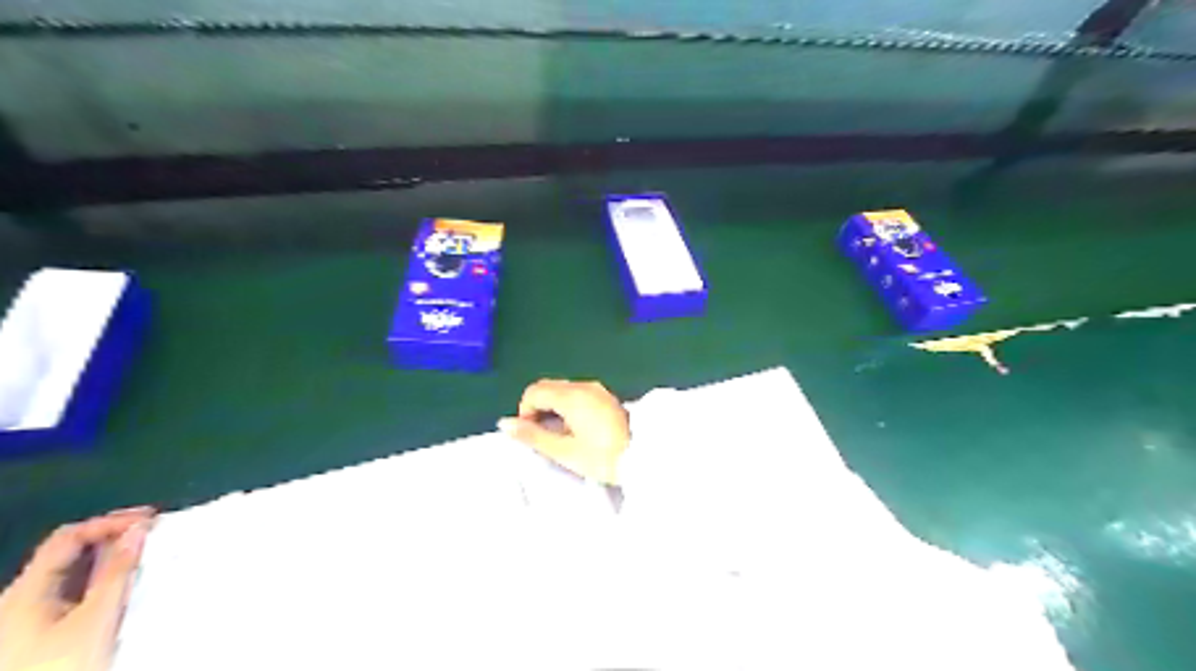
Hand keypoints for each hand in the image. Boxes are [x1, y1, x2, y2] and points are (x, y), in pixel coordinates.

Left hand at [1, 508, 151, 670]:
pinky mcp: (38, 636)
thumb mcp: (97, 616)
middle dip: (113, 539)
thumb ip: (117, 571)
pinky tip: (125, 585)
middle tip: (152, 532)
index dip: (109, 522)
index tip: (149, 519)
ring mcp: (25, 620)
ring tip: (147, 554)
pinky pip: (73, 594)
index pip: (68, 537)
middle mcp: (18, 601)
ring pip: (73, 574)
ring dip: (111, 560)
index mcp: (24, 591)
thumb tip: (138, 531)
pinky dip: (103, 581)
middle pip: (69, 554)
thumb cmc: (60, 664)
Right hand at [497, 380, 629, 485]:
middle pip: (548, 387)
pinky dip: (568, 407)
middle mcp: (584, 386)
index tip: (531, 435)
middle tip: (543, 436)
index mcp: (571, 396)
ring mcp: (597, 390)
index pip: (534, 392)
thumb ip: (533, 435)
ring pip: (563, 390)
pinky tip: (576, 429)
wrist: (644, 458)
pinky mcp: (606, 397)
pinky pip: (578, 394)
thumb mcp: (564, 451)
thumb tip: (504, 423)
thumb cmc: (602, 457)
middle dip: (538, 408)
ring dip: (553, 408)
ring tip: (560, 436)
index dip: (525, 412)